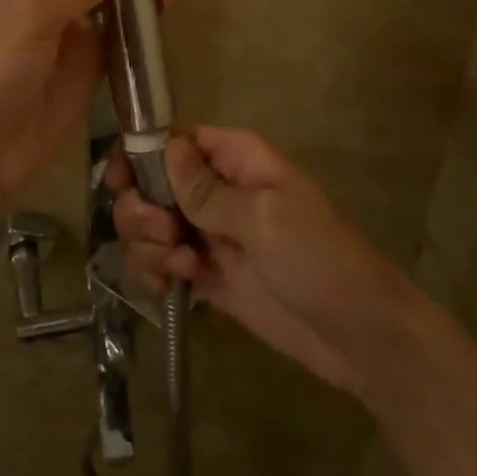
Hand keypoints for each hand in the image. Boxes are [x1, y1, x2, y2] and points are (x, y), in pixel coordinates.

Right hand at [110, 126, 418, 396]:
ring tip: (183, 267)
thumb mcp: (265, 217)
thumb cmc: (318, 259)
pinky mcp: (204, 274)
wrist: (356, 336)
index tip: (120, 183)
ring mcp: (207, 234)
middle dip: (143, 209)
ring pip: (147, 225)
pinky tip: (172, 287)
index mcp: (235, 159)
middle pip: (149, 183)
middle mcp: (215, 190)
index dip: (140, 155)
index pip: (174, 139)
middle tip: (168, 234)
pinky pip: (158, 263)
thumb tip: (166, 145)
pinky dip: (153, 272)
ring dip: (148, 246)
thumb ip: (208, 189)